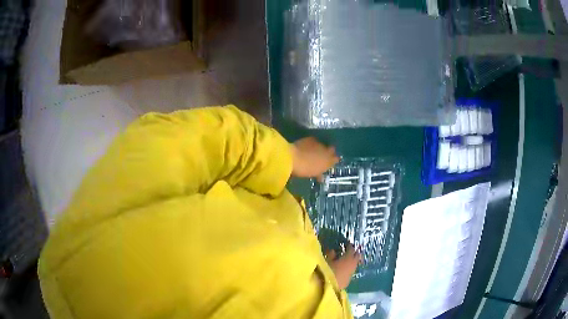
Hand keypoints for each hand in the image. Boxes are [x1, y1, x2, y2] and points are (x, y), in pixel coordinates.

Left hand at [291, 137, 338, 180]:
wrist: (293, 158)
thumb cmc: (303, 170)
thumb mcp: (312, 174)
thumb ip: (318, 174)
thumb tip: (321, 177)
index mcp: (328, 162)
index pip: (336, 159)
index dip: (333, 160)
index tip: (329, 162)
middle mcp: (327, 151)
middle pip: (332, 149)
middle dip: (329, 151)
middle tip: (322, 155)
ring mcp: (319, 144)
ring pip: (323, 145)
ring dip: (319, 147)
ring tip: (312, 151)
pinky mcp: (311, 139)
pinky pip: (314, 141)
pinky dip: (311, 143)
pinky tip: (306, 146)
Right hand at [326, 244, 360, 289]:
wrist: (328, 288)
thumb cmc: (327, 272)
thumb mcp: (327, 261)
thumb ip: (331, 255)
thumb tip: (332, 250)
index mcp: (348, 258)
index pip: (351, 249)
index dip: (349, 246)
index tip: (347, 244)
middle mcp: (353, 264)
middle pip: (357, 256)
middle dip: (355, 252)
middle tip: (351, 250)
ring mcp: (352, 273)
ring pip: (355, 264)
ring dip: (353, 261)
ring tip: (348, 260)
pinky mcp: (349, 280)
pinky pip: (351, 271)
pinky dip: (349, 268)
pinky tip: (345, 270)